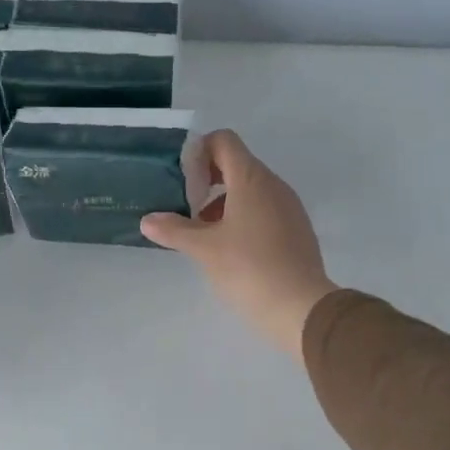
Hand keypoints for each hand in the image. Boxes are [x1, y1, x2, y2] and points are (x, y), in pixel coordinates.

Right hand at [140, 130, 337, 359]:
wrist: (301, 307)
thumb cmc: (248, 269)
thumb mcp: (204, 249)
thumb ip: (174, 230)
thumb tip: (148, 220)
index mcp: (251, 179)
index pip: (224, 141)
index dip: (199, 151)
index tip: (183, 179)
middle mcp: (274, 184)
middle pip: (237, 163)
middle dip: (207, 179)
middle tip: (186, 206)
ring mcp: (289, 206)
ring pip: (251, 188)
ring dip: (224, 201)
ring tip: (203, 233)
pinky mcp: (296, 229)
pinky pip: (265, 208)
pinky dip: (243, 216)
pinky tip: (230, 248)